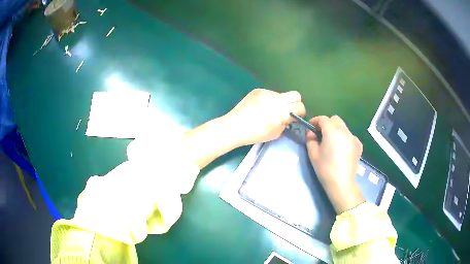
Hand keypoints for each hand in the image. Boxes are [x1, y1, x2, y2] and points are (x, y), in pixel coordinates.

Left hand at [223, 88, 305, 146]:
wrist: (234, 126)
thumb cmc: (256, 134)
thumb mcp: (276, 133)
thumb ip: (286, 123)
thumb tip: (289, 117)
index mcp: (282, 111)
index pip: (300, 106)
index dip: (300, 112)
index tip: (295, 117)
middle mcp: (277, 99)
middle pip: (295, 94)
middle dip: (295, 103)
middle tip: (287, 111)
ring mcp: (266, 93)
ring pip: (281, 94)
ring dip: (279, 102)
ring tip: (268, 111)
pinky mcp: (258, 91)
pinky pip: (269, 94)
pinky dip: (269, 100)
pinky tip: (260, 108)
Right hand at [306, 115, 364, 213]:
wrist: (342, 183)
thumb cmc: (325, 169)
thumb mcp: (313, 154)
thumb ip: (310, 139)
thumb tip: (311, 132)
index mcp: (332, 131)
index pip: (323, 119)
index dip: (315, 121)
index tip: (310, 127)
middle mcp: (345, 131)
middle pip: (335, 119)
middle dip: (327, 123)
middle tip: (321, 134)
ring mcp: (353, 137)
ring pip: (343, 127)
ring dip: (336, 130)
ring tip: (332, 143)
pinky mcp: (359, 145)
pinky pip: (350, 136)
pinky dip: (344, 138)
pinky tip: (341, 149)